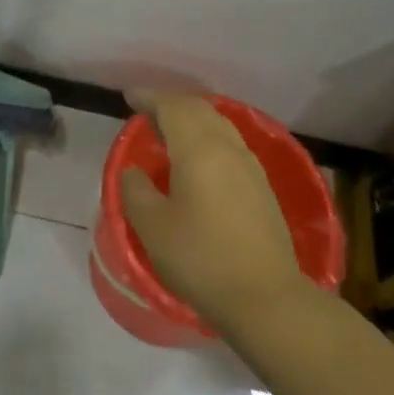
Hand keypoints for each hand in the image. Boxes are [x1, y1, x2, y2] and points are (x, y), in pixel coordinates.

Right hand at [119, 89, 306, 335]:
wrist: (265, 297)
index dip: (149, 97)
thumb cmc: (200, 259)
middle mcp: (227, 147)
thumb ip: (135, 190)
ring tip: (169, 132)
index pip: (172, 107)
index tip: (129, 97)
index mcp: (198, 149)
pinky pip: (229, 143)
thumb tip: (134, 171)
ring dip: (191, 119)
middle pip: (198, 109)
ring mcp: (249, 165)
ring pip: (218, 124)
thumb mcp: (152, 227)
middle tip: (146, 113)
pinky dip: (207, 137)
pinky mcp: (261, 185)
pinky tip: (198, 159)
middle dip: (170, 104)